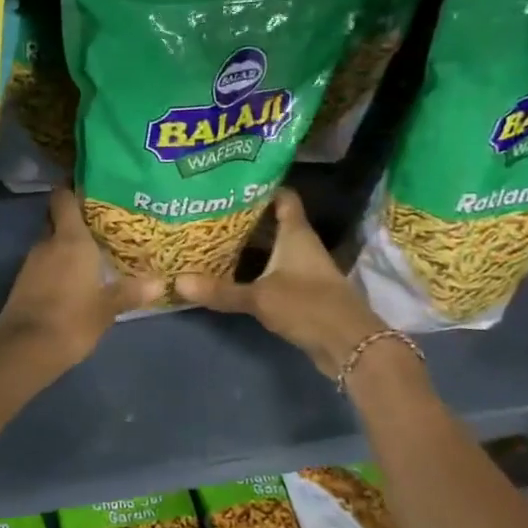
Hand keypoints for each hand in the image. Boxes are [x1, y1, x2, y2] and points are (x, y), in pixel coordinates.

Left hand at [0, 188, 163, 375]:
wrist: (25, 349)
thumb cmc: (72, 320)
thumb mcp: (107, 308)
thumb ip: (131, 291)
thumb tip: (160, 281)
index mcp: (70, 239)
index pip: (64, 198)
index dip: (73, 188)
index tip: (91, 186)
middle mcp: (48, 243)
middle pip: (58, 219)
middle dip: (75, 219)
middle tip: (102, 222)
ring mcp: (32, 262)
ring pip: (51, 242)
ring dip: (67, 244)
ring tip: (95, 249)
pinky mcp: (24, 281)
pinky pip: (44, 262)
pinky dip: (57, 263)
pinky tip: (76, 275)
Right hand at [175, 189, 387, 375]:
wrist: (349, 345)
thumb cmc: (309, 306)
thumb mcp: (260, 297)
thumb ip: (221, 290)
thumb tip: (178, 282)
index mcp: (296, 234)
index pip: (283, 197)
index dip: (261, 186)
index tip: (232, 182)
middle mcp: (300, 246)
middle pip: (272, 222)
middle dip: (244, 217)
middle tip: (209, 211)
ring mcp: (302, 269)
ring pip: (270, 248)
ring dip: (247, 245)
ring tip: (211, 237)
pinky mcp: (300, 292)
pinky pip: (271, 271)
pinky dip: (252, 269)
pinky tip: (228, 271)